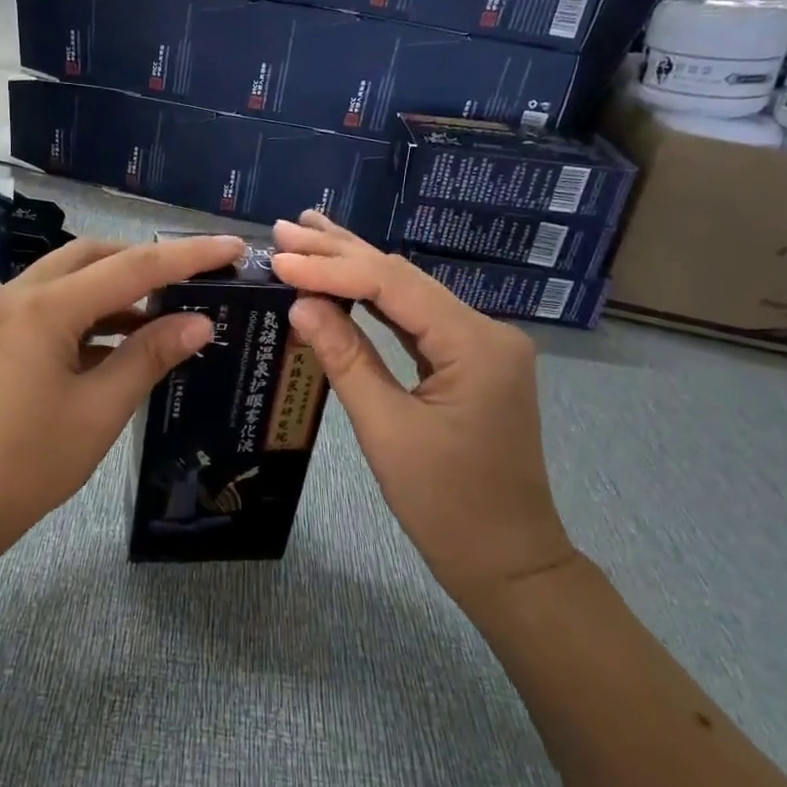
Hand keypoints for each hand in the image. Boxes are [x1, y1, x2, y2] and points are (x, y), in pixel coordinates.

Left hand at [0, 233, 246, 564]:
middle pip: (92, 257)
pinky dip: (84, 315)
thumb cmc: (25, 465)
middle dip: (144, 262)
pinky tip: (114, 344)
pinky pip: (45, 308)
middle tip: (192, 280)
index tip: (234, 247)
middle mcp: (15, 296)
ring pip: (66, 280)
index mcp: (44, 307)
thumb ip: (148, 357)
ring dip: (113, 289)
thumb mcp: (98, 412)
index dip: (189, 256)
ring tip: (162, 313)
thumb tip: (200, 322)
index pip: (132, 267)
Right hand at [271, 212, 575, 597]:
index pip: (393, 284)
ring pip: (410, 294)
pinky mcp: (470, 362)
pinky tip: (345, 281)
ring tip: (308, 237)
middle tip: (287, 226)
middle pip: (404, 277)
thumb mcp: (386, 430)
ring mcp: (481, 345)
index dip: (330, 267)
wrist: (507, 560)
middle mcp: (486, 331)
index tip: (279, 256)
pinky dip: (376, 301)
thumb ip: (345, 359)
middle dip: (341, 251)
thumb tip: (301, 304)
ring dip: (356, 268)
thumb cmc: (446, 505)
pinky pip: (417, 321)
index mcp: (476, 344)